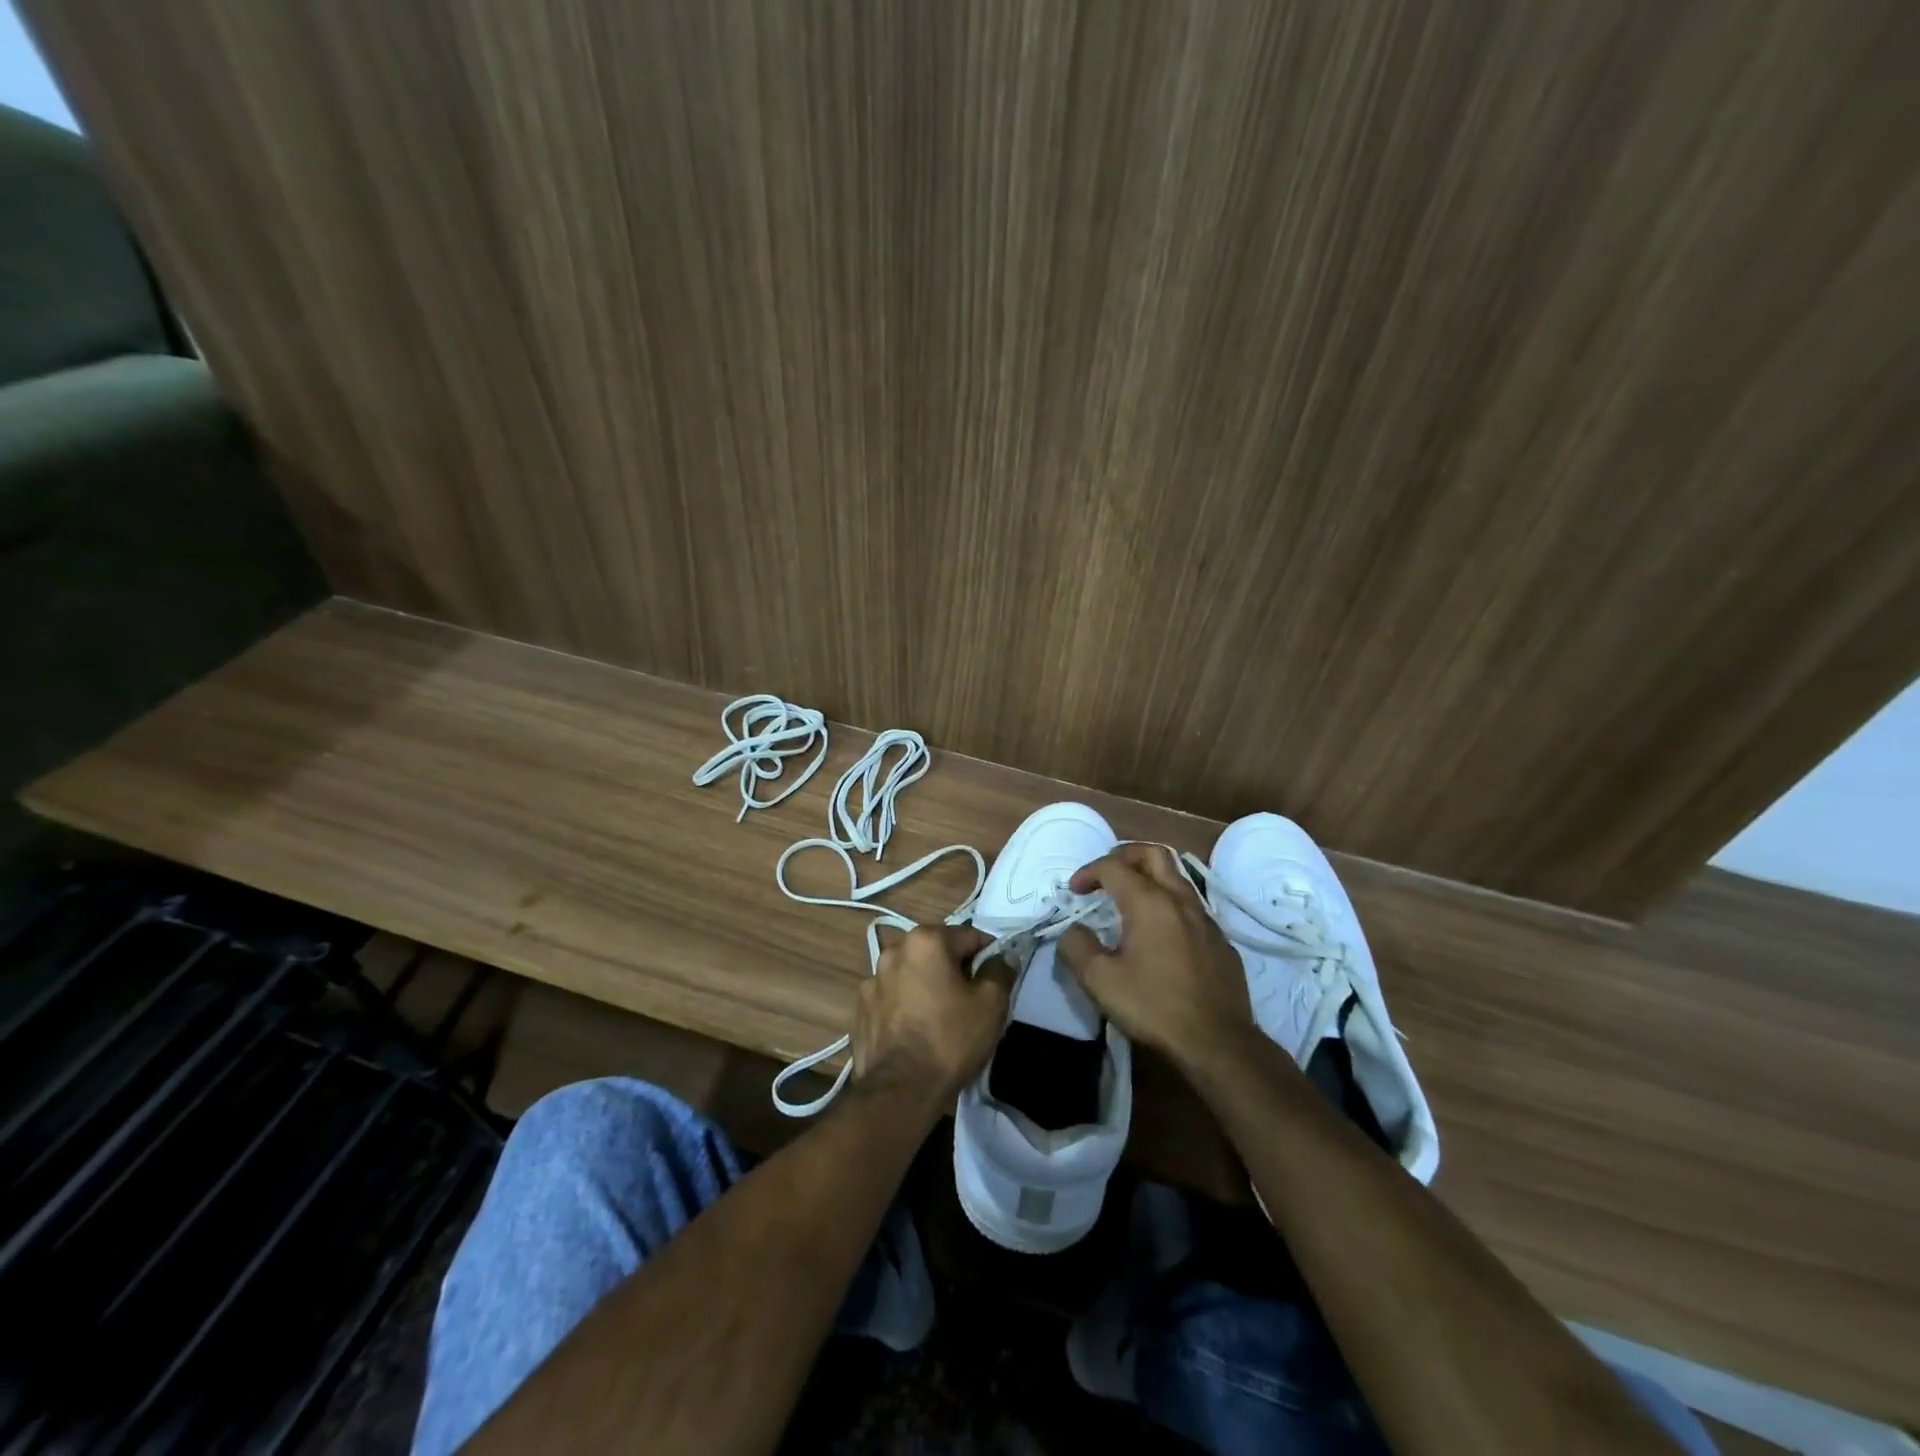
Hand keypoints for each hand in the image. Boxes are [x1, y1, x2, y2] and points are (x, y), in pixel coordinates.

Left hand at [853, 925, 1015, 1105]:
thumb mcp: (991, 1004)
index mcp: (926, 940)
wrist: (899, 1091)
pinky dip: (903, 1006)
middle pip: (936, 952)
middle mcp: (894, 950)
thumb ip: (1000, 971)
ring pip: (911, 974)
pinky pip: (891, 998)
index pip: (969, 936)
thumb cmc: (950, 1040)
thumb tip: (1004, 955)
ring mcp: (871, 980)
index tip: (995, 981)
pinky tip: (914, 1031)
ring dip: (926, 986)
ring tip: (939, 1019)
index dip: (988, 956)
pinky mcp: (859, 1008)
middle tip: (970, 1001)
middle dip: (954, 969)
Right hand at [1057, 843, 1255, 1069]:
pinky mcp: (1220, 940)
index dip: (1088, 872)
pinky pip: (1191, 906)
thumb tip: (1074, 930)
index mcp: (1149, 902)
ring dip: (1149, 876)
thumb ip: (1077, 947)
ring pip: (1176, 877)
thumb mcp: (1100, 981)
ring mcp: (1205, 918)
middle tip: (1105, 874)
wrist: (1218, 1043)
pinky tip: (1160, 932)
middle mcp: (1179, 899)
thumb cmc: (1154, 1007)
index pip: (1113, 867)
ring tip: (1129, 898)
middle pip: (1153, 854)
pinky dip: (1168, 903)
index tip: (1074, 891)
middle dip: (1124, 855)